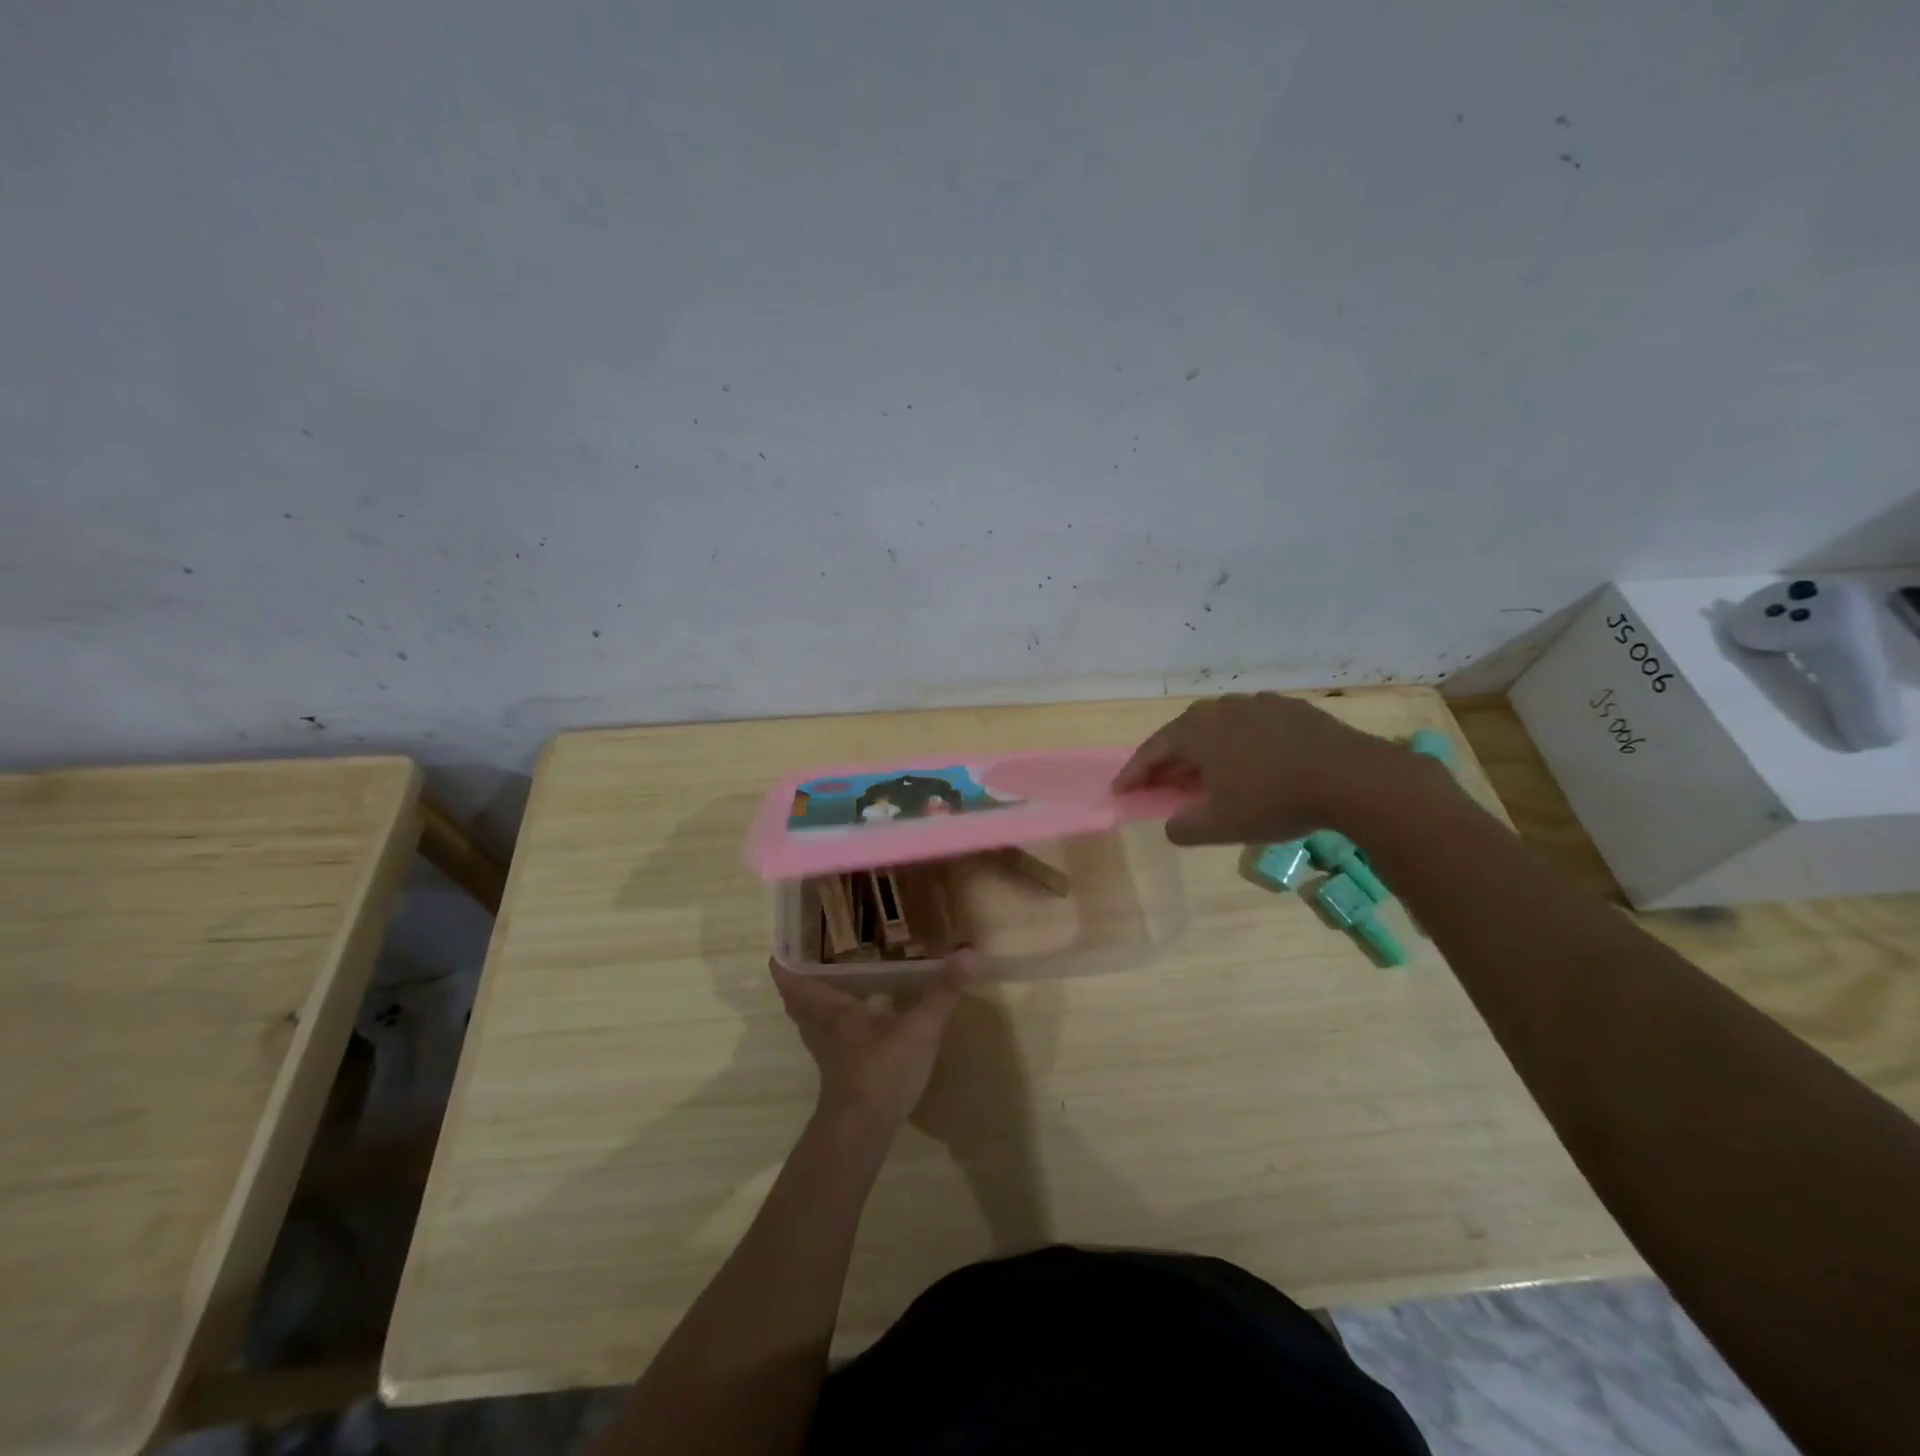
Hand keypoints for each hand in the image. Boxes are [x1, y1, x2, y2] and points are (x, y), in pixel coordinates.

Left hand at [770, 952, 977, 1134]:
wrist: (863, 1131)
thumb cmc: (882, 1069)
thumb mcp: (920, 1028)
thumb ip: (943, 991)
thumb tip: (969, 951)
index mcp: (831, 1008)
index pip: (793, 979)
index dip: (784, 960)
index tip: (783, 940)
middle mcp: (821, 1027)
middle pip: (797, 999)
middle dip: (798, 978)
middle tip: (809, 954)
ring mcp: (827, 1052)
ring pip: (810, 1020)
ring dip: (813, 1001)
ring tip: (831, 979)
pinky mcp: (839, 1072)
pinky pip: (827, 1037)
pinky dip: (832, 1022)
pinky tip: (857, 1019)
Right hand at [1113, 692, 1420, 844]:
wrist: (1352, 778)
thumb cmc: (1274, 800)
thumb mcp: (1219, 826)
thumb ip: (1183, 827)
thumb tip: (1172, 824)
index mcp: (1196, 731)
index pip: (1151, 752)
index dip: (1133, 774)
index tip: (1120, 791)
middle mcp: (1220, 709)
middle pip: (1182, 735)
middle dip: (1167, 762)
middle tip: (1159, 785)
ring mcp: (1257, 704)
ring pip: (1217, 728)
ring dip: (1203, 752)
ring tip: (1204, 775)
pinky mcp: (1290, 709)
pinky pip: (1250, 726)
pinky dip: (1238, 744)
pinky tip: (1249, 761)